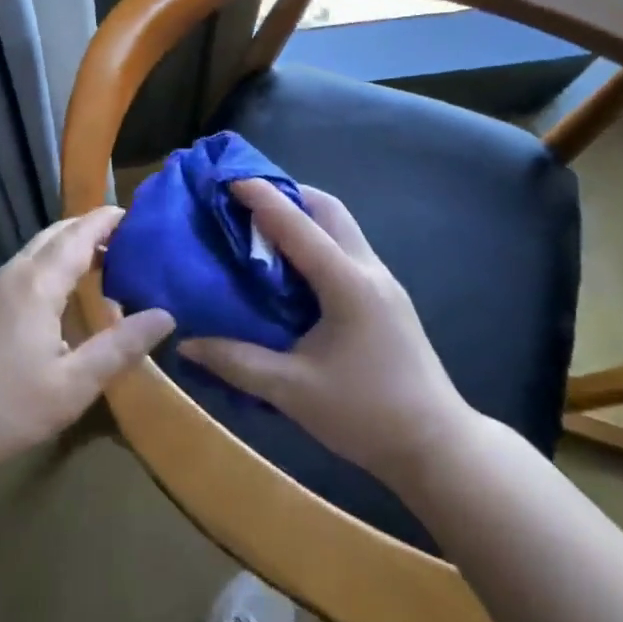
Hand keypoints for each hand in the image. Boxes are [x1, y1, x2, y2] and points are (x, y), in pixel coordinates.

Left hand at [0, 207, 173, 478]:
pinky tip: (61, 296)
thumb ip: (120, 347)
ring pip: (35, 251)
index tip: (136, 216)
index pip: (79, 235)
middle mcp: (12, 274)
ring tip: (102, 265)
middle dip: (89, 229)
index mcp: (37, 284)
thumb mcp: (73, 385)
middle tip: (127, 242)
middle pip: (55, 234)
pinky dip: (49, 265)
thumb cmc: (6, 408)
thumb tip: (165, 315)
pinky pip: (22, 269)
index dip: (107, 220)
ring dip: (68, 248)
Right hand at [177, 179, 477, 479]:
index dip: (262, 197)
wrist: (437, 446)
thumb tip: (185, 343)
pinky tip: (289, 264)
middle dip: (287, 193)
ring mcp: (382, 282)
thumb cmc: (365, 414)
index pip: (297, 226)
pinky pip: (345, 249)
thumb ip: (236, 362)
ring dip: (303, 215)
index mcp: (347, 284)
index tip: (229, 176)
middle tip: (245, 198)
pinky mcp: (385, 298)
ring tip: (260, 225)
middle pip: (328, 209)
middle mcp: (368, 270)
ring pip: (340, 226)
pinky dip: (315, 239)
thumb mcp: (292, 390)